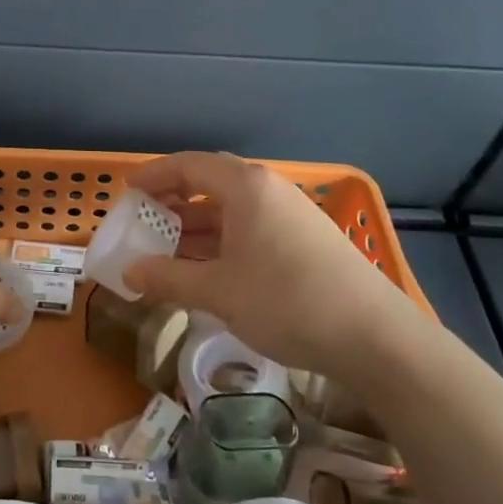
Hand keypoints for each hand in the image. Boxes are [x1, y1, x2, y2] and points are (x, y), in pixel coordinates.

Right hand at [120, 151, 408, 372]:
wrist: (375, 337)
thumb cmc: (286, 301)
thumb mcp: (218, 292)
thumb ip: (168, 278)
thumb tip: (129, 272)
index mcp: (245, 187)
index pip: (188, 166)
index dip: (153, 176)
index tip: (127, 192)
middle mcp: (268, 190)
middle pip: (210, 183)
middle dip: (173, 201)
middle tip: (144, 221)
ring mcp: (291, 213)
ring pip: (231, 208)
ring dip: (196, 226)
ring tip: (167, 250)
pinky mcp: (306, 239)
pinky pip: (250, 227)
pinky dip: (222, 240)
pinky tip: (208, 268)